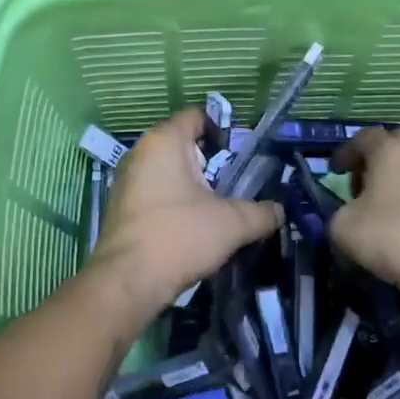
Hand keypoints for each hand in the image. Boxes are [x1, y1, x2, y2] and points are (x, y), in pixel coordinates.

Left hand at [89, 109, 281, 321]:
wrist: (128, 282)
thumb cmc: (180, 236)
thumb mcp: (232, 223)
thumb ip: (261, 213)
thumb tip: (279, 211)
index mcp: (164, 141)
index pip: (196, 117)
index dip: (222, 131)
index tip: (242, 156)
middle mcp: (140, 153)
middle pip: (183, 145)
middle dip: (211, 164)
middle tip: (235, 186)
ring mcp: (126, 180)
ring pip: (168, 172)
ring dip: (193, 187)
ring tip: (217, 210)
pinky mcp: (120, 207)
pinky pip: (154, 193)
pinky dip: (174, 203)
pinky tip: (191, 228)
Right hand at [330, 128, 399, 301]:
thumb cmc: (393, 235)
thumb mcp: (343, 228)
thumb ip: (339, 214)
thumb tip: (348, 217)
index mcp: (391, 150)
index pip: (364, 137)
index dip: (346, 153)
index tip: (335, 171)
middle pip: (395, 146)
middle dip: (376, 161)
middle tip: (362, 185)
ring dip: (399, 183)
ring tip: (385, 210)